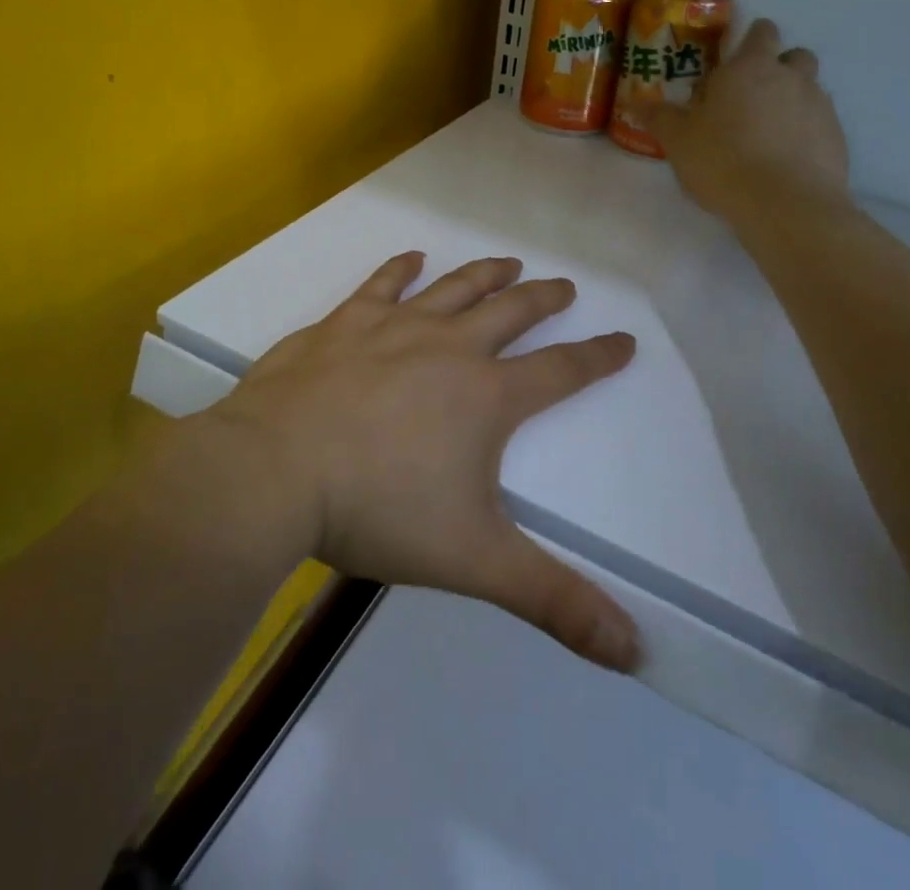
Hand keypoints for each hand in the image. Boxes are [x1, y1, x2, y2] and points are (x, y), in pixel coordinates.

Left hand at [195, 253, 641, 670]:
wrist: (274, 472)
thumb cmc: (378, 510)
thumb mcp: (472, 561)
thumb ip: (552, 600)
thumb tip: (635, 651)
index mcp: (485, 396)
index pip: (560, 372)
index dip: (597, 358)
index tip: (624, 340)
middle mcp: (448, 348)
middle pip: (509, 313)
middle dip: (543, 299)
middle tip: (565, 286)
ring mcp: (392, 328)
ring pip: (453, 289)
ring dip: (485, 273)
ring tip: (509, 262)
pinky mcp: (343, 323)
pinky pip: (381, 285)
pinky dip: (401, 269)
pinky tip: (413, 258)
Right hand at [648, 17, 851, 227]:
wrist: (785, 205)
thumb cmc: (723, 160)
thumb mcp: (678, 141)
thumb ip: (660, 117)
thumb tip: (638, 102)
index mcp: (750, 67)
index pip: (761, 31)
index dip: (750, 41)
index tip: (732, 62)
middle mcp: (791, 77)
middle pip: (795, 55)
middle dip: (777, 68)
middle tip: (750, 97)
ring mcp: (820, 106)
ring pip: (810, 89)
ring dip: (792, 100)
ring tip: (766, 132)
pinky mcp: (837, 138)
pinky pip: (820, 124)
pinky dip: (805, 132)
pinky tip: (784, 159)